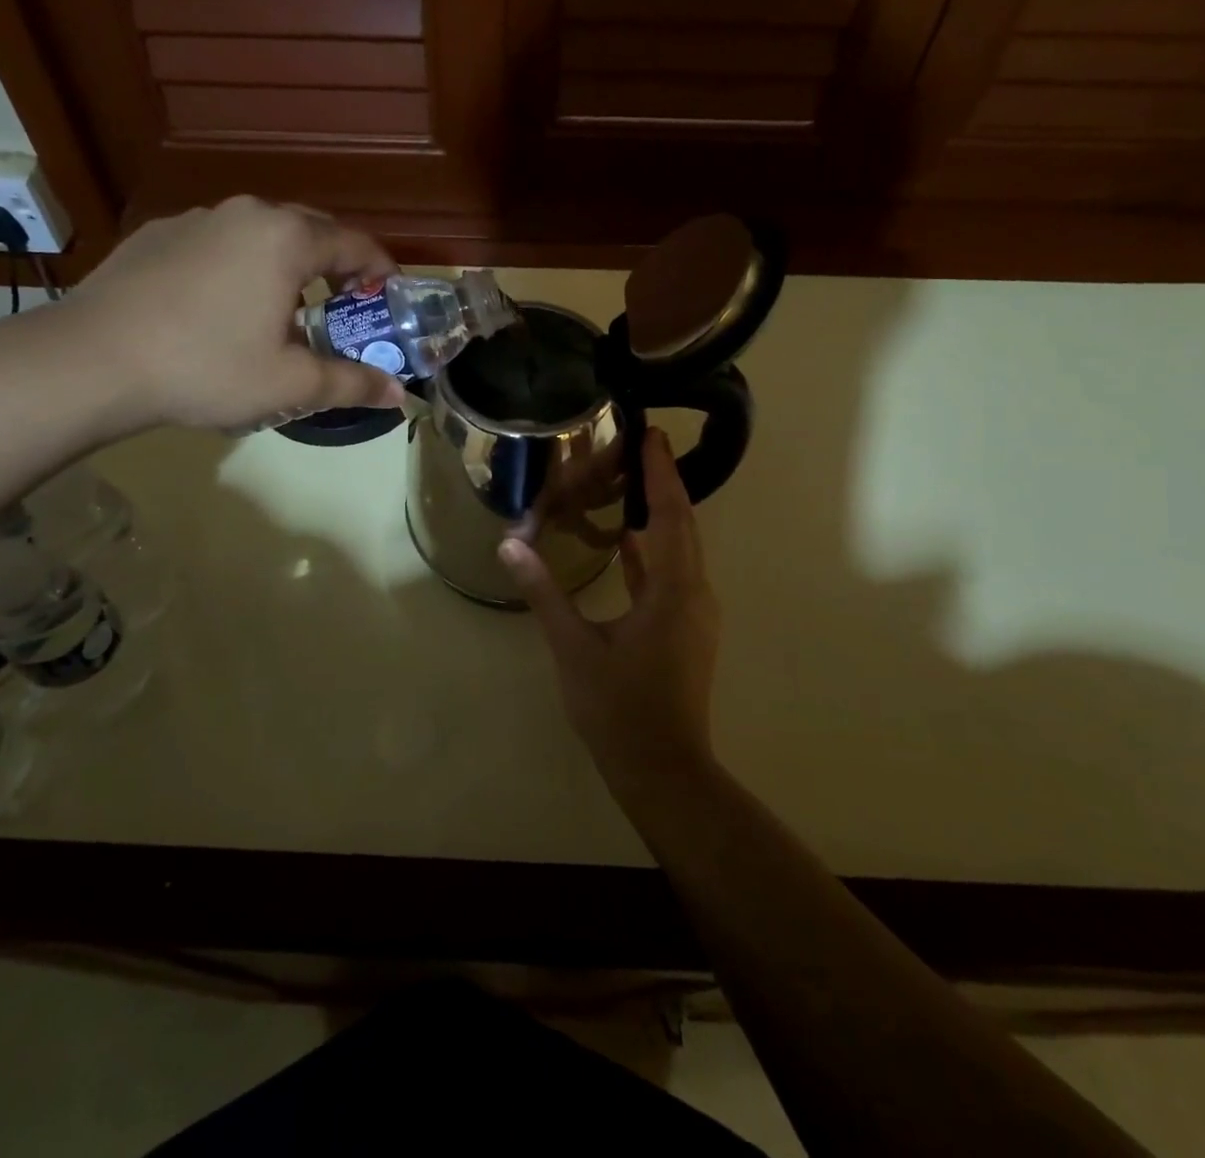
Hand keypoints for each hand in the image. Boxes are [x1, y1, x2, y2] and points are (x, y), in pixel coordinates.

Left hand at [58, 197, 407, 432]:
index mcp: (287, 239)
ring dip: (286, 265)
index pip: (355, 243)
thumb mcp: (290, 384)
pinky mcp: (157, 234)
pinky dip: (239, 266)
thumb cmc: (207, 367)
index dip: (382, 270)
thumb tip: (398, 393)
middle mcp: (247, 214)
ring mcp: (197, 219)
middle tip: (344, 308)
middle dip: (336, 266)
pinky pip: (218, 243)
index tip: (390, 298)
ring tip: (283, 310)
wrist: (93, 360)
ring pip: (262, 235)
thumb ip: (351, 384)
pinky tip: (222, 308)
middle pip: (311, 231)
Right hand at [498, 428, 720, 788]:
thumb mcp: (574, 647)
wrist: (663, 770)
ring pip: (680, 550)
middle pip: (682, 526)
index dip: (662, 472)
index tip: (653, 433)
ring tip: (630, 482)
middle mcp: (694, 593)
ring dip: (660, 516)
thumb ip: (543, 592)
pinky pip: (672, 575)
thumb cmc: (618, 708)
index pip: (671, 515)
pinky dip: (653, 551)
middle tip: (640, 446)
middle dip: (663, 484)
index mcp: (674, 590)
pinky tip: (627, 541)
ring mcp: (694, 613)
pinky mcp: (685, 630)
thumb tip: (510, 544)